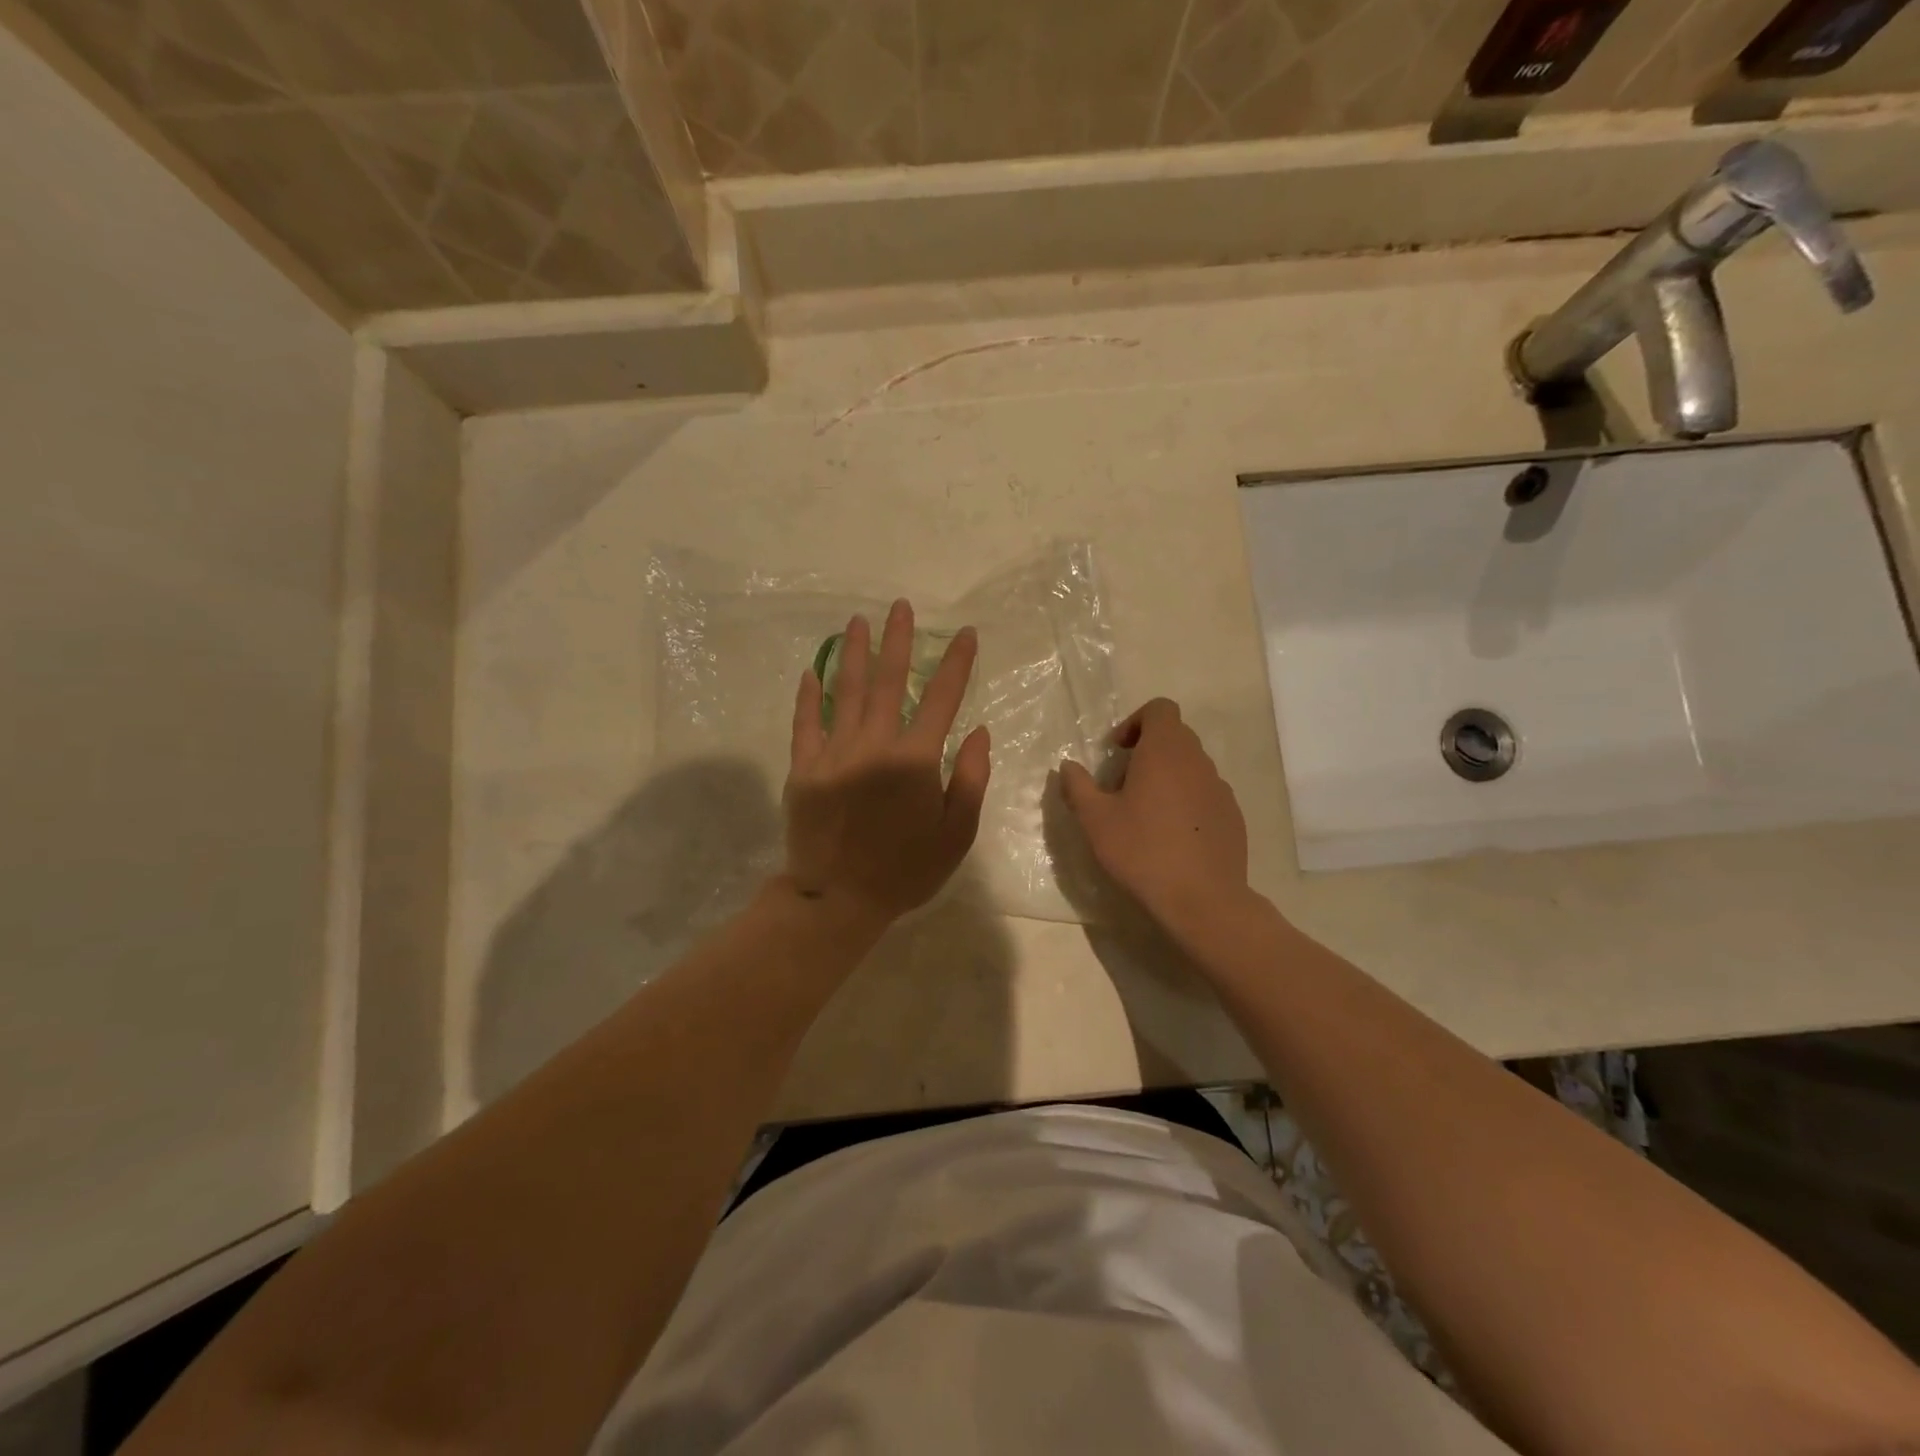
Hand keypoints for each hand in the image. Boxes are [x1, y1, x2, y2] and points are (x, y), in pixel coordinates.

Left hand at [783, 599, 990, 929]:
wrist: (838, 901)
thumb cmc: (906, 871)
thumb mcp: (956, 834)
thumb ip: (970, 779)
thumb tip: (979, 732)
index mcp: (914, 760)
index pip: (941, 698)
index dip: (955, 663)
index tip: (964, 633)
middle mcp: (874, 745)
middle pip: (887, 681)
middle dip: (897, 641)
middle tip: (899, 607)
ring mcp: (833, 753)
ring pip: (844, 691)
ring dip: (852, 653)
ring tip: (857, 621)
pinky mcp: (804, 768)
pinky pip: (805, 723)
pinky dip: (809, 696)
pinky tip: (812, 671)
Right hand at [1059, 699, 1248, 930]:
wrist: (1202, 899)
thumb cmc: (1142, 850)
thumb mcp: (1095, 819)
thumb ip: (1078, 786)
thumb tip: (1068, 766)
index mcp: (1166, 751)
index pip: (1160, 709)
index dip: (1135, 722)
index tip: (1117, 752)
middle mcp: (1198, 761)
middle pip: (1175, 737)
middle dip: (1147, 752)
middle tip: (1123, 786)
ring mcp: (1220, 789)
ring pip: (1190, 767)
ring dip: (1166, 778)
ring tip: (1145, 815)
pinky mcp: (1232, 816)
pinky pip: (1205, 794)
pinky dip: (1186, 802)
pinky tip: (1171, 837)